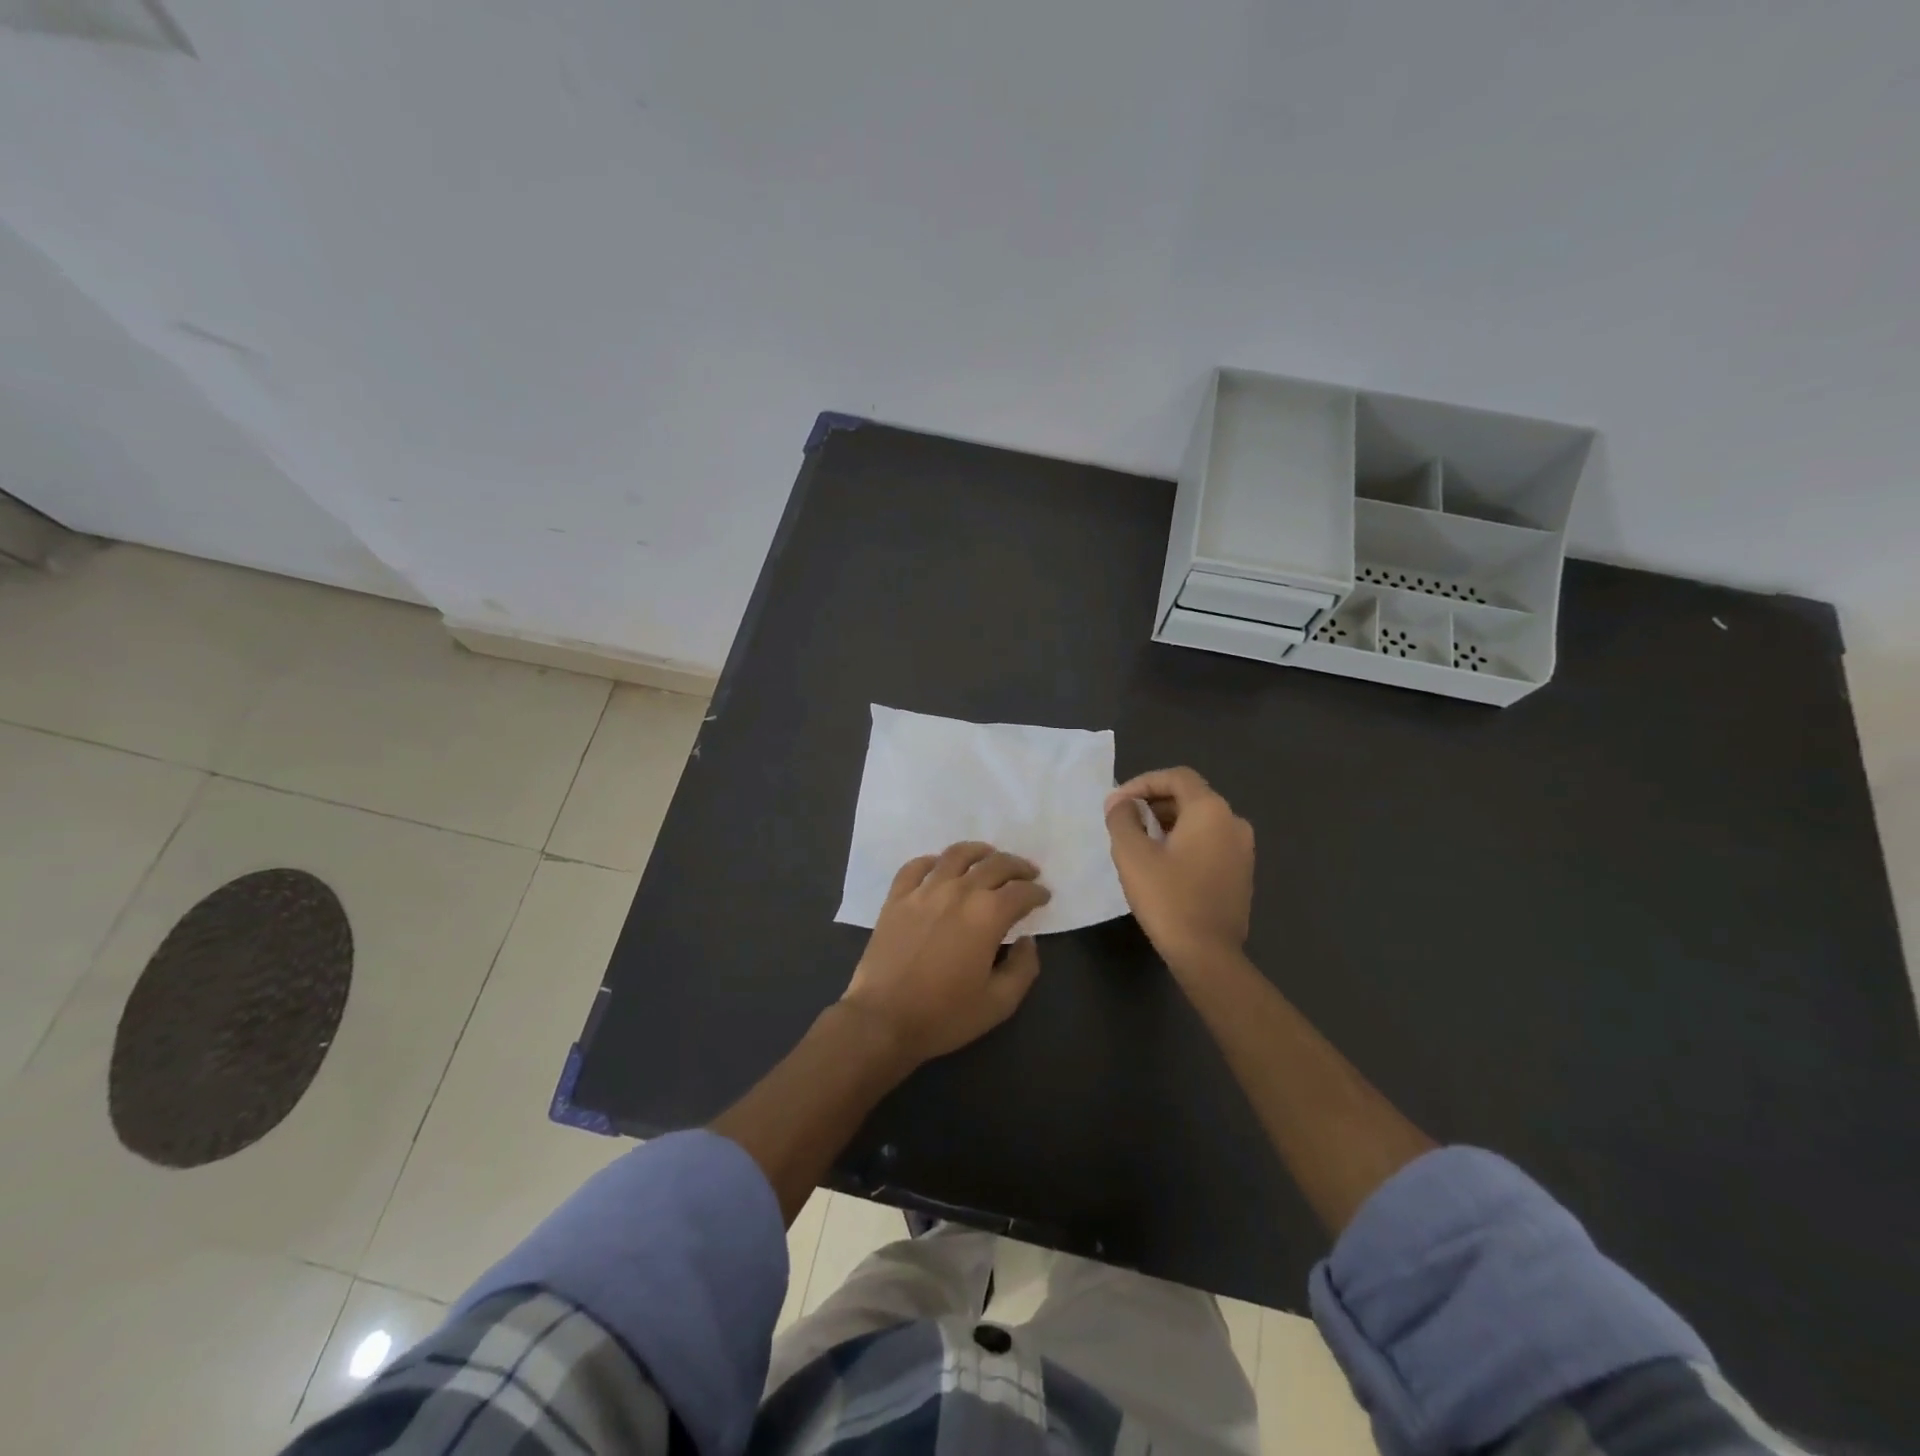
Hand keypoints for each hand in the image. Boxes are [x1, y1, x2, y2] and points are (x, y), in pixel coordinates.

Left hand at [840, 842, 1050, 1067]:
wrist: (882, 1019)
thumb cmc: (944, 1015)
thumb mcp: (999, 1003)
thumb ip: (1023, 968)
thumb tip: (1027, 941)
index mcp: (987, 915)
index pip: (1021, 892)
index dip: (1037, 892)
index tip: (1044, 897)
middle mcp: (958, 891)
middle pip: (994, 864)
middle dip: (1017, 866)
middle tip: (1027, 873)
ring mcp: (924, 890)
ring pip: (956, 855)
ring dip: (979, 852)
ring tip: (989, 856)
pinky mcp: (896, 897)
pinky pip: (916, 866)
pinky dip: (933, 861)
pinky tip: (940, 867)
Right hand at [1105, 766, 1253, 971]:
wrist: (1208, 955)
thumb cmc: (1168, 898)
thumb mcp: (1132, 855)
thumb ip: (1122, 819)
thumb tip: (1119, 802)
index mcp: (1211, 810)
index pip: (1176, 777)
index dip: (1143, 783)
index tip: (1118, 803)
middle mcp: (1234, 822)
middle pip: (1190, 796)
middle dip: (1154, 802)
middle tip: (1125, 821)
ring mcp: (1243, 849)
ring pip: (1201, 820)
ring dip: (1168, 823)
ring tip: (1139, 842)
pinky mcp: (1242, 873)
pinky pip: (1210, 842)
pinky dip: (1185, 841)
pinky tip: (1163, 863)